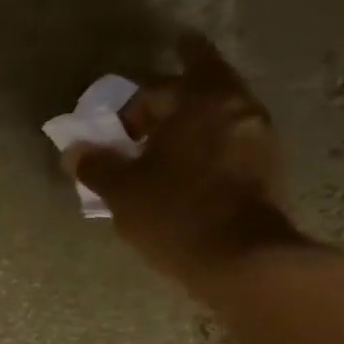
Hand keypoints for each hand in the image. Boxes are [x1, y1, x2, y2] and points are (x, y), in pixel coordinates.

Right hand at [64, 34, 304, 290]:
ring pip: (220, 114)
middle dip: (172, 97)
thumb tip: (75, 151)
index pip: (158, 86)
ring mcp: (260, 136)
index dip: (131, 106)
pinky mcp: (269, 167)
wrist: (239, 258)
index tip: (116, 131)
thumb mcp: (121, 190)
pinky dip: (209, 146)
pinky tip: (189, 172)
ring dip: (193, 123)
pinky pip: (232, 141)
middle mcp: (237, 106)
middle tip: (145, 122)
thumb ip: (95, 164)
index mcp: (200, 100)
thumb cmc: (174, 212)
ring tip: (164, 150)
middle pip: (202, 85)